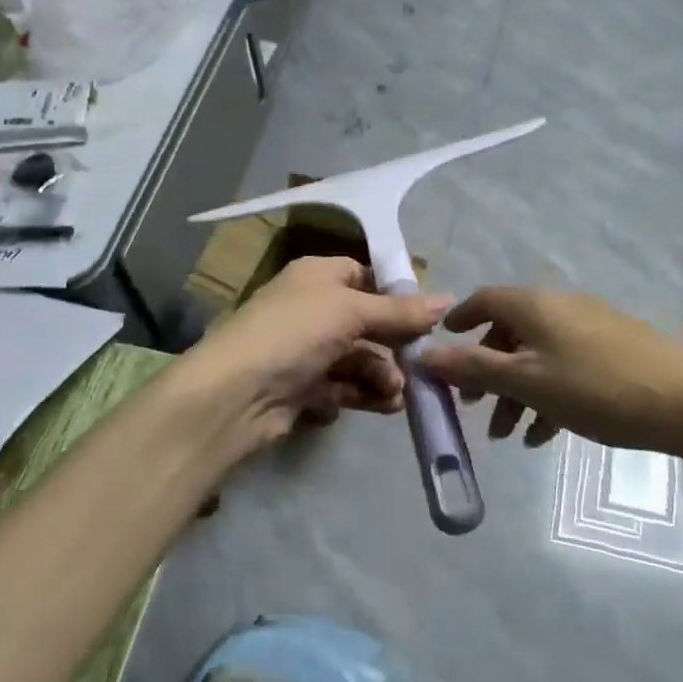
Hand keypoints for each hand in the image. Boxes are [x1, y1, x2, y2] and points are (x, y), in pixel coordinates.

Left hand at [173, 257, 451, 465]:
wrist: (235, 394)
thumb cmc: (294, 333)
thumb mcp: (350, 311)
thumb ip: (399, 310)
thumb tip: (447, 299)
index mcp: (316, 277)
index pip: (363, 275)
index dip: (395, 295)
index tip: (428, 317)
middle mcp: (310, 309)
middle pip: (366, 322)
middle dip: (394, 345)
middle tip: (418, 367)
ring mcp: (304, 351)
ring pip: (357, 359)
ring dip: (382, 375)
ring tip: (394, 394)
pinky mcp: (301, 389)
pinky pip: (343, 388)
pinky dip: (363, 395)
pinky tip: (381, 406)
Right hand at [417, 285, 682, 453]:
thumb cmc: (594, 387)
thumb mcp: (525, 381)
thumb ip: (473, 367)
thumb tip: (422, 353)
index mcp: (533, 305)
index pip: (483, 300)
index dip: (458, 322)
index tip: (440, 347)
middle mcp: (558, 307)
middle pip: (509, 332)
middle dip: (486, 370)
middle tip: (474, 407)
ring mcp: (588, 328)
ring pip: (537, 356)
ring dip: (515, 392)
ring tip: (507, 435)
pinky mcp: (612, 351)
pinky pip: (565, 369)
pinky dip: (546, 396)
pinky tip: (543, 436)